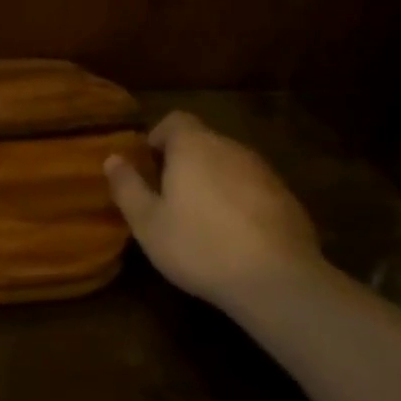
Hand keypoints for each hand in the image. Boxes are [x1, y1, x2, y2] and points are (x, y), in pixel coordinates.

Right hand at [104, 111, 323, 312]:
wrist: (277, 280)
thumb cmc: (200, 245)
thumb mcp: (148, 222)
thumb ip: (128, 186)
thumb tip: (112, 158)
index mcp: (194, 146)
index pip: (175, 120)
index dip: (159, 137)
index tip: (150, 165)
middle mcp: (230, 147)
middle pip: (203, 142)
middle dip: (185, 162)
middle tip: (169, 197)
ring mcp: (264, 172)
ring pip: (229, 165)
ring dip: (213, 182)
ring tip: (202, 219)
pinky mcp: (287, 198)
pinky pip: (253, 188)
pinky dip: (240, 201)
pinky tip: (236, 237)